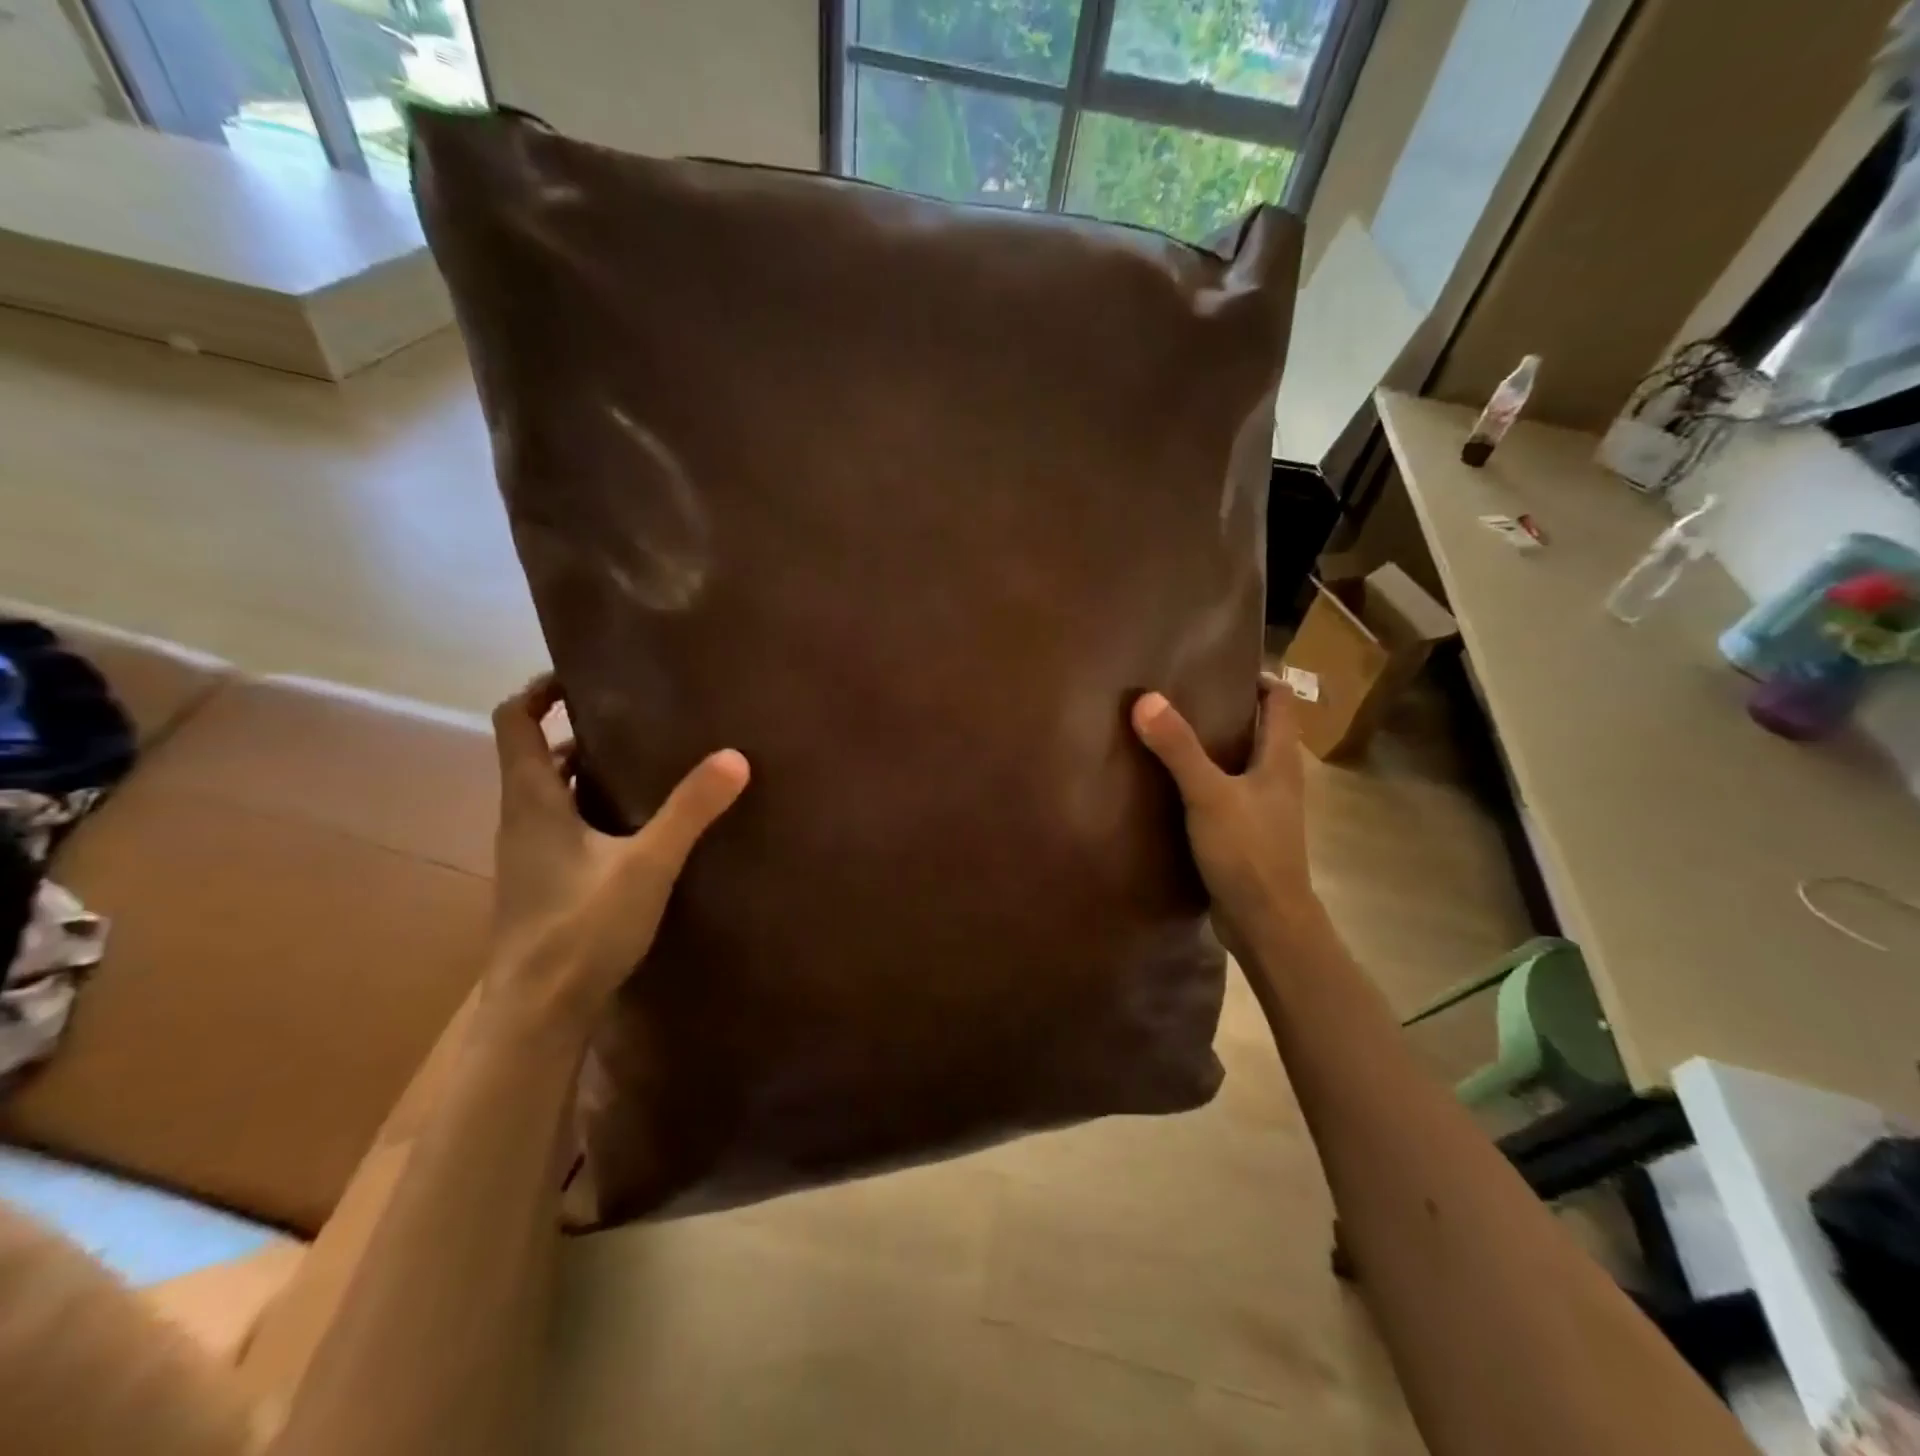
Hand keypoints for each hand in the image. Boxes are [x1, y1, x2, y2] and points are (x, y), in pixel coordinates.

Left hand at [485, 674, 749, 1030]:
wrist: (538, 1012)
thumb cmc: (581, 928)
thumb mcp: (646, 864)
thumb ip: (689, 810)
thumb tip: (734, 757)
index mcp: (531, 801)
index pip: (515, 723)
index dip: (539, 691)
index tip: (581, 675)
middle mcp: (521, 820)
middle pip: (537, 755)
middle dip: (578, 730)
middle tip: (635, 716)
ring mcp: (529, 855)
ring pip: (553, 794)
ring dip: (588, 771)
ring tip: (646, 760)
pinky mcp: (544, 883)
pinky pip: (565, 826)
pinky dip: (594, 809)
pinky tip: (639, 825)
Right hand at [1132, 673, 1322, 952]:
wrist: (1267, 924)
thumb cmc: (1248, 853)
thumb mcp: (1209, 796)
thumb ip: (1178, 749)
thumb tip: (1146, 699)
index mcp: (1280, 760)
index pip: (1280, 701)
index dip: (1256, 678)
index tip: (1216, 665)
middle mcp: (1277, 779)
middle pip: (1259, 729)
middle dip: (1226, 709)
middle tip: (1180, 694)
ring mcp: (1264, 809)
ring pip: (1241, 763)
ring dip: (1213, 747)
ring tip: (1169, 733)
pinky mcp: (1247, 835)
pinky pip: (1226, 794)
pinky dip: (1204, 781)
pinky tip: (1171, 785)